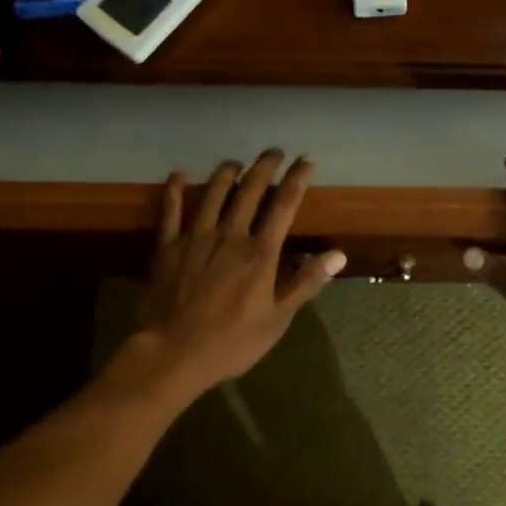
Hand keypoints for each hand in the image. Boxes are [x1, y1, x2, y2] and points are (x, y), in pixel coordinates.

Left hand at [133, 151, 346, 393]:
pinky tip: (179, 174)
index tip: (306, 159)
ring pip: (213, 193)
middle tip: (273, 151)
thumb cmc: (232, 342)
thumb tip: (338, 255)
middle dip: (264, 167)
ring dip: (227, 173)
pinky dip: (175, 190)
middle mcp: (230, 235)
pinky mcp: (167, 247)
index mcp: (260, 253)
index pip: (284, 205)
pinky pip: (171, 211)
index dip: (297, 178)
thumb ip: (306, 282)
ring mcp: (195, 238)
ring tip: (236, 162)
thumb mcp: (277, 319)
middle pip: (250, 190)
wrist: (173, 354)